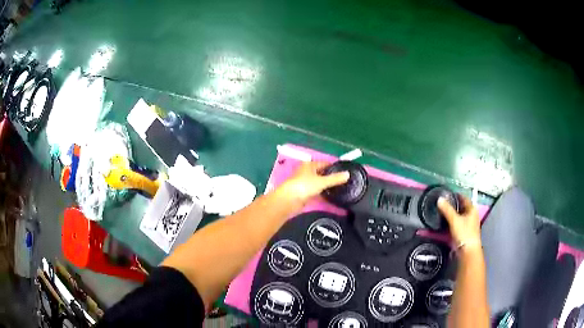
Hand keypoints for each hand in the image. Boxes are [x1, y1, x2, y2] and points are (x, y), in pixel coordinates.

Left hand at [279, 161, 349, 204]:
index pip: (325, 163)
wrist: (289, 200)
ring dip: (326, 185)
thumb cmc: (304, 186)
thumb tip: (348, 174)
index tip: (344, 171)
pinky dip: (322, 193)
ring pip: (319, 183)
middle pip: (322, 173)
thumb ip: (335, 178)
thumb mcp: (322, 181)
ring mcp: (305, 183)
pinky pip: (316, 191)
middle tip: (344, 181)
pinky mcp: (304, 193)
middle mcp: (307, 172)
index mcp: (309, 165)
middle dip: (331, 177)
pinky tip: (330, 196)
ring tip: (339, 188)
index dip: (334, 166)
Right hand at [437, 194, 481, 252]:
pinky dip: (453, 221)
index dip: (456, 195)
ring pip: (460, 215)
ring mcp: (469, 224)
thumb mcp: (454, 220)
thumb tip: (439, 199)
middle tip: (443, 203)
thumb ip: (447, 209)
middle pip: (462, 207)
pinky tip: (447, 222)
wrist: (468, 251)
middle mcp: (472, 215)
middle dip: (454, 204)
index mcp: (472, 209)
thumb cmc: (464, 233)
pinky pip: (459, 222)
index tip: (447, 194)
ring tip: (443, 212)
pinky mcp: (466, 232)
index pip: (464, 198)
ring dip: (453, 213)